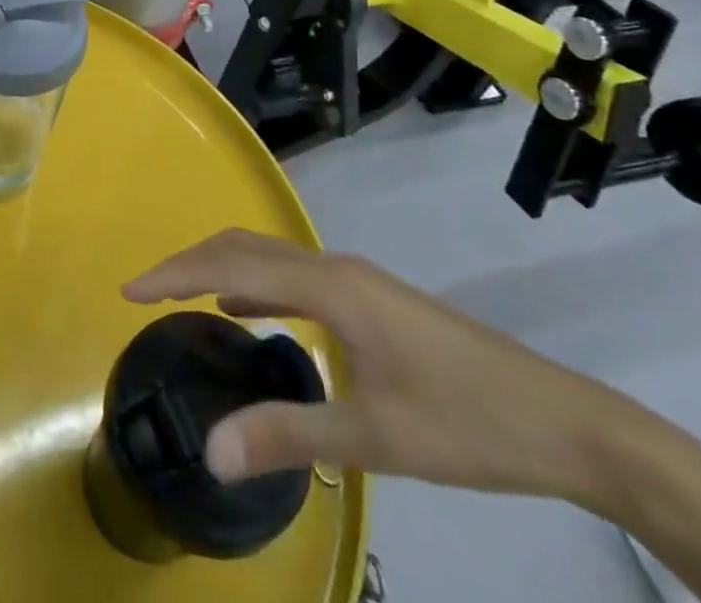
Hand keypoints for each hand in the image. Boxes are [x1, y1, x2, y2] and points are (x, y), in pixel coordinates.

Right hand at [122, 229, 646, 509]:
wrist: (569, 425)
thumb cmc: (469, 425)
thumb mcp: (374, 438)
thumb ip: (286, 435)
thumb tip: (209, 452)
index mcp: (330, 285)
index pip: (231, 264)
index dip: (175, 273)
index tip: (131, 290)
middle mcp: (335, 267)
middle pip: (244, 247)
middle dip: (189, 264)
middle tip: (146, 294)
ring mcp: (356, 280)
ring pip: (269, 257)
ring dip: (220, 270)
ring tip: (183, 300)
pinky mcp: (371, 300)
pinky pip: (293, 276)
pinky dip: (254, 284)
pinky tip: (247, 312)